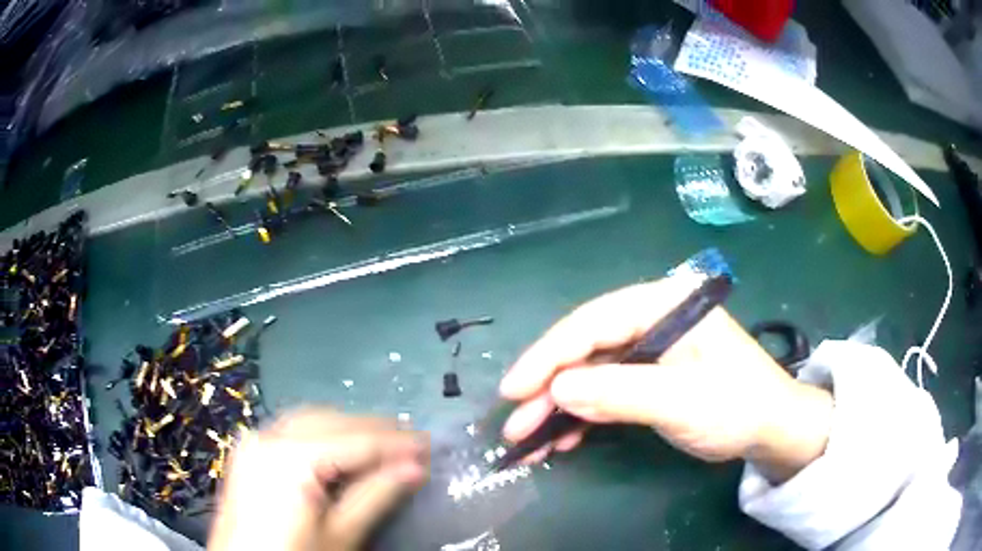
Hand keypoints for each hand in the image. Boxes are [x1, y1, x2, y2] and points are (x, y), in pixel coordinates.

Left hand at [208, 409, 428, 550]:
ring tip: (384, 442)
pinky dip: (323, 433)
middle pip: (331, 421)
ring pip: (311, 419)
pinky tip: (342, 445)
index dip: (396, 442)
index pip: (354, 441)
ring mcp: (253, 441)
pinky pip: (292, 429)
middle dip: (374, 430)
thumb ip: (376, 496)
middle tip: (412, 442)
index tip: (429, 443)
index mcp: (288, 457)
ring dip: (349, 428)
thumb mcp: (340, 535)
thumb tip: (416, 467)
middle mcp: (266, 437)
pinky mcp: (249, 452)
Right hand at [499, 276, 832, 481]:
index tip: (513, 390)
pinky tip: (564, 439)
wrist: (771, 428)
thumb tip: (557, 390)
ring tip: (530, 441)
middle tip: (515, 425)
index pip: (593, 323)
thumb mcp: (682, 402)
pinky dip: (583, 416)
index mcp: (664, 304)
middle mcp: (651, 319)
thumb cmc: (737, 406)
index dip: (548, 355)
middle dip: (548, 388)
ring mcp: (649, 349)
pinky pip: (605, 391)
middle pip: (585, 348)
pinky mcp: (649, 376)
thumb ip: (621, 393)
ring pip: (590, 373)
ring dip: (559, 408)